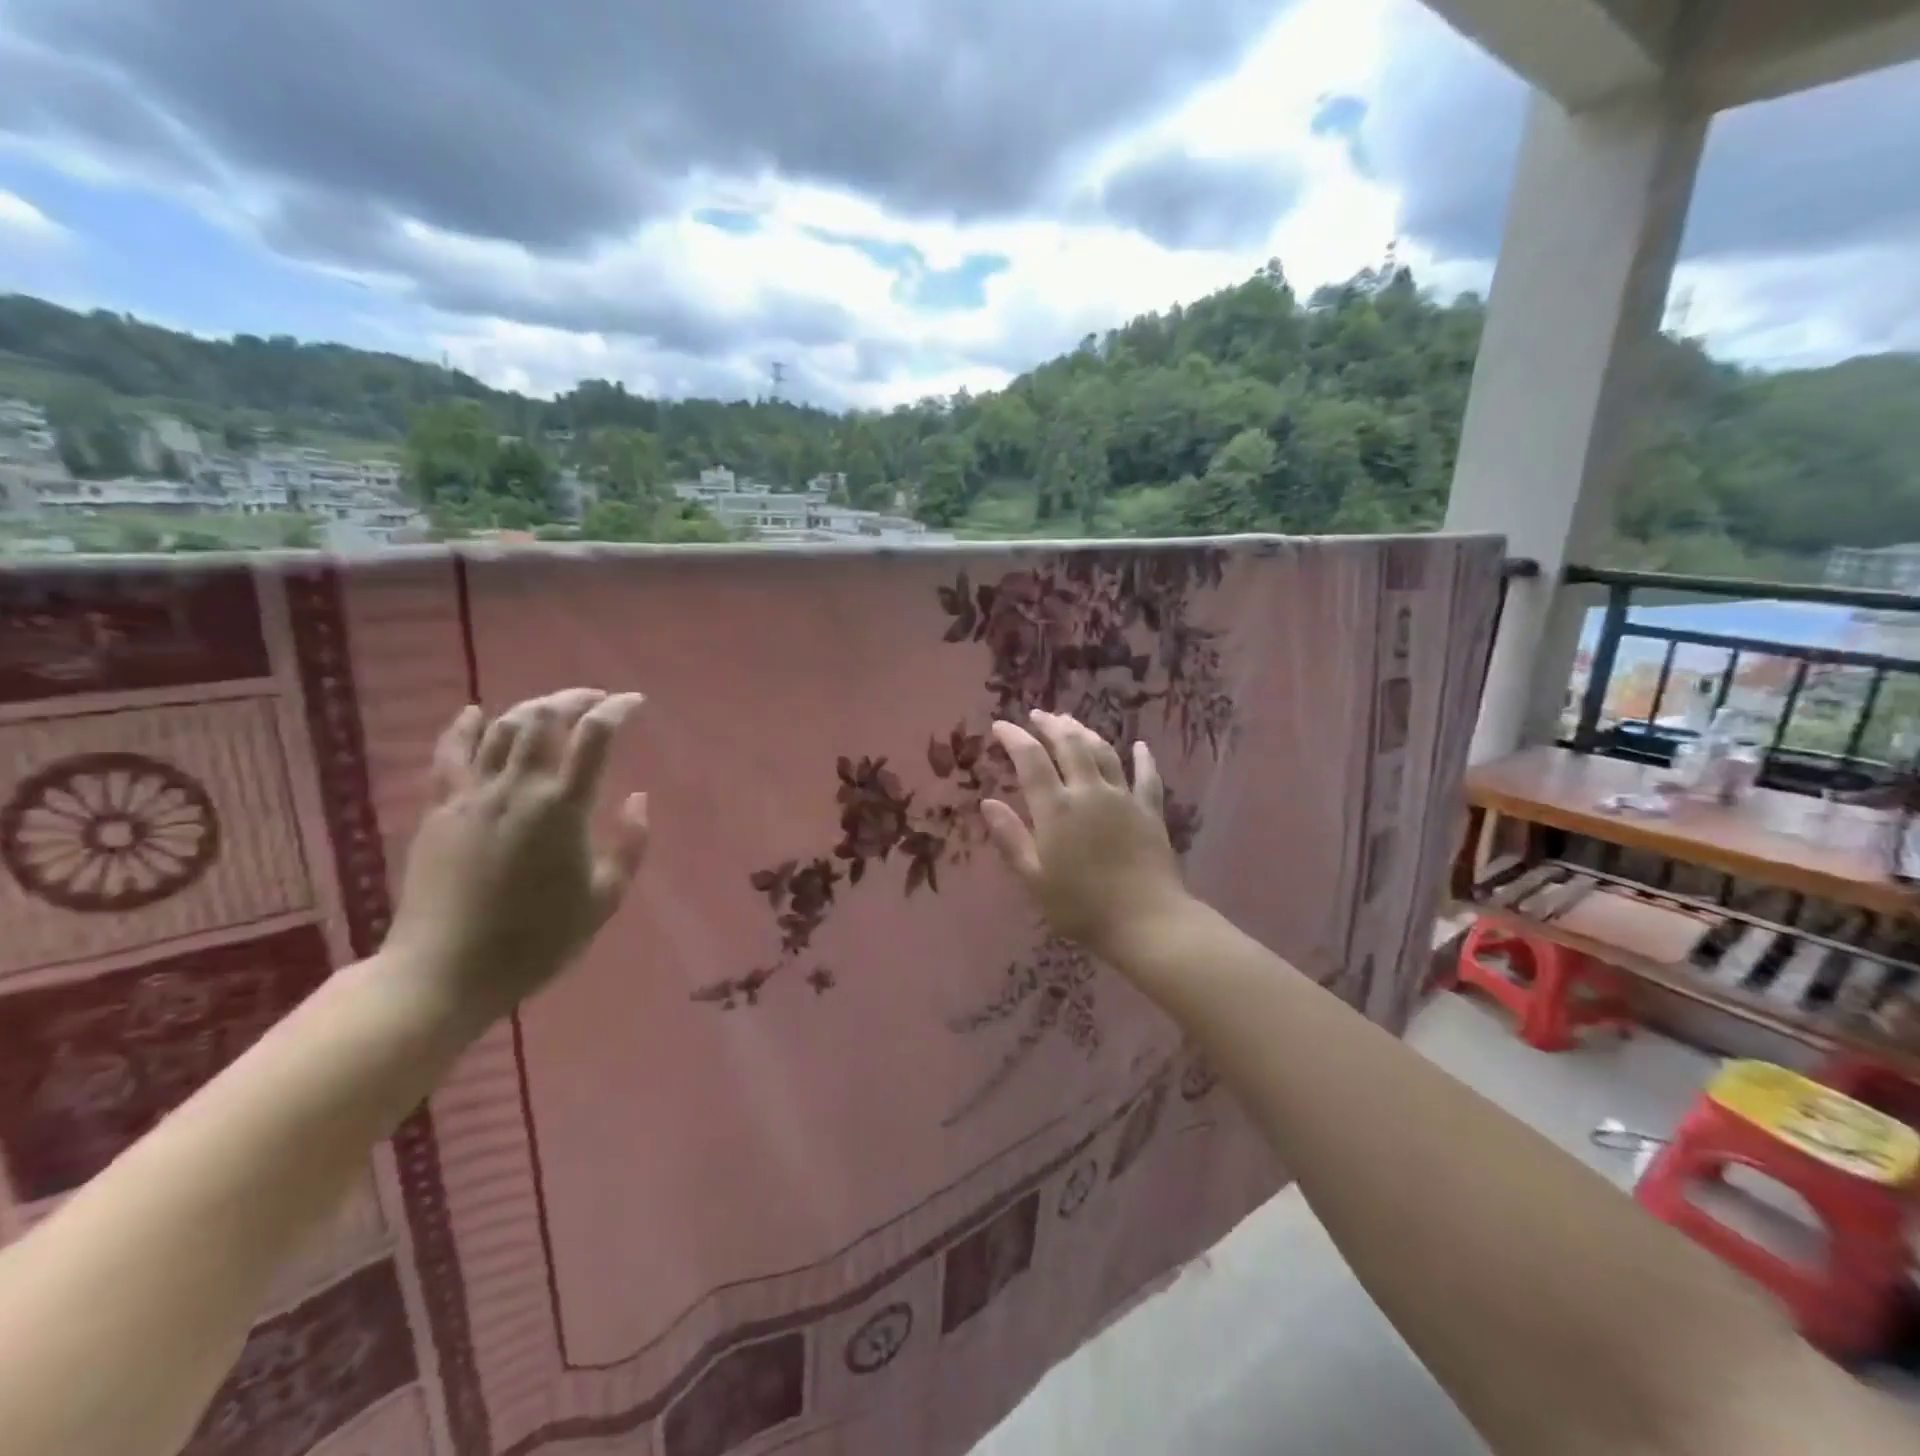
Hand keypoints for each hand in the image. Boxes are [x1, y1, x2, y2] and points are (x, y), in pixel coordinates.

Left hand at [384, 688, 649, 1026]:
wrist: (444, 971)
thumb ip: (630, 845)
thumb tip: (638, 798)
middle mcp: (518, 788)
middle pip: (543, 718)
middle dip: (574, 698)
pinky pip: (450, 755)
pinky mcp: (440, 810)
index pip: (594, 737)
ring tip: (552, 708)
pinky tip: (475, 712)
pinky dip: (464, 728)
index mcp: (563, 808)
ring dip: (531, 708)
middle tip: (596, 699)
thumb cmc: (537, 940)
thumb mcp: (604, 899)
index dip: (617, 710)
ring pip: (501, 729)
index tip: (634, 703)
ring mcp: (473, 796)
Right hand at [981, 710, 1190, 958]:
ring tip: (1072, 723)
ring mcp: (1123, 798)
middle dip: (1051, 725)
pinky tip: (1140, 746)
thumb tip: (988, 802)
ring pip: (1104, 752)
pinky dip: (1143, 758)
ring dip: (1085, 732)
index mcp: (1056, 808)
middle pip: (1070, 745)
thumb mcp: (1034, 878)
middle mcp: (1089, 791)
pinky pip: (1146, 777)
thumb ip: (1010, 838)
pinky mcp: (1150, 811)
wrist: (1146, 922)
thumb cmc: (1081, 906)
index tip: (1001, 726)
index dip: (1014, 738)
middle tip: (1038, 715)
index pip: (1031, 760)